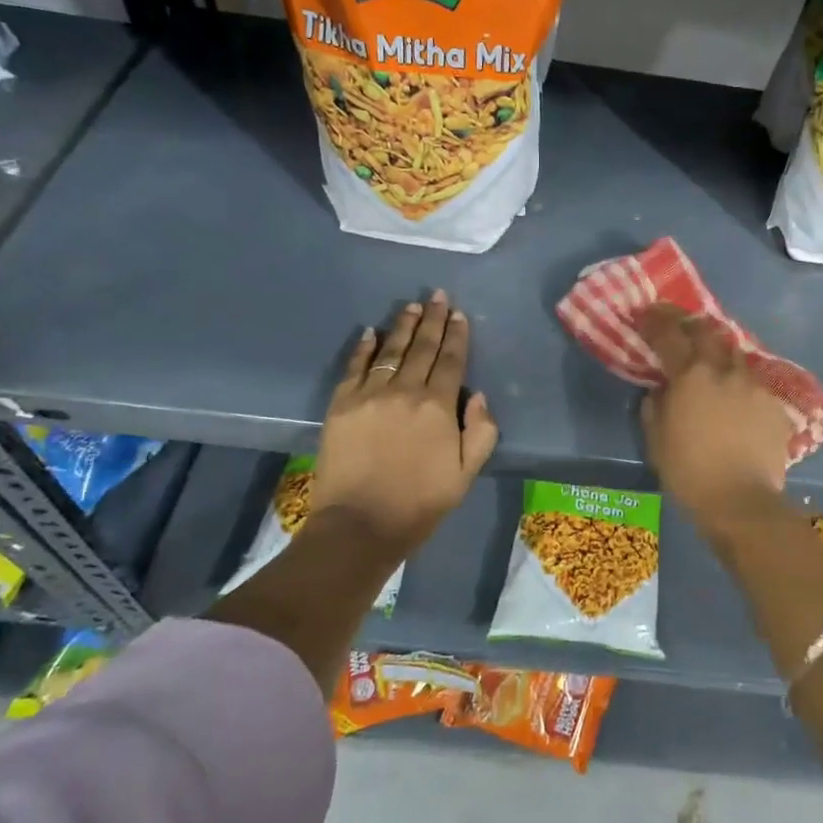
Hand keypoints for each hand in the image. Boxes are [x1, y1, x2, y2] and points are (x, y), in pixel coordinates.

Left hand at [310, 291, 497, 555]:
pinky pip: (354, 367)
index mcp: (438, 407)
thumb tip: (478, 396)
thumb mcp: (466, 474)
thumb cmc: (420, 504)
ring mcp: (369, 395)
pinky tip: (370, 332)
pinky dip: (363, 348)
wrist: (359, 525)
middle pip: (422, 348)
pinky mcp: (341, 405)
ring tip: (411, 306)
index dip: (457, 336)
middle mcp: (405, 391)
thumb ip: (481, 432)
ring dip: (402, 326)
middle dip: (433, 320)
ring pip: (390, 351)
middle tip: (438, 296)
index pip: (451, 361)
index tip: (459, 314)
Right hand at [639, 304, 792, 526]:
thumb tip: (660, 389)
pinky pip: (754, 385)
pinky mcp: (775, 405)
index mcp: (690, 376)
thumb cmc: (688, 472)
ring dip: (720, 353)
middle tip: (682, 329)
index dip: (655, 320)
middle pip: (709, 331)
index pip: (669, 334)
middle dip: (692, 325)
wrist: (741, 501)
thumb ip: (655, 406)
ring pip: (736, 355)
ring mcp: (754, 386)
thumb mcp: (656, 439)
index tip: (646, 313)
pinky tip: (738, 402)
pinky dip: (741, 386)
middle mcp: (725, 371)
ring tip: (713, 365)